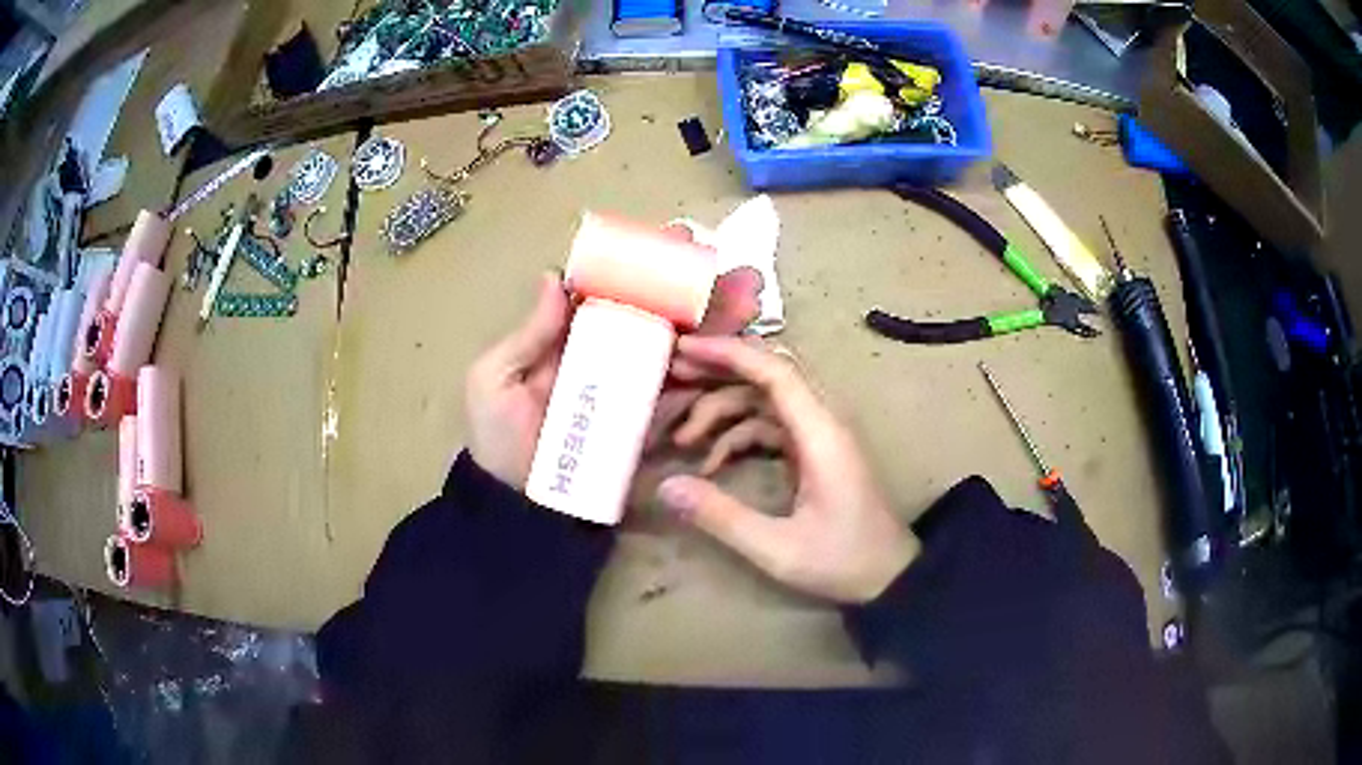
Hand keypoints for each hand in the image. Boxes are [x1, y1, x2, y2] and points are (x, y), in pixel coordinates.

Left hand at [465, 269, 762, 488]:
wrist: (522, 507)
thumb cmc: (499, 441)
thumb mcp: (494, 381)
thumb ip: (526, 334)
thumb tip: (554, 275)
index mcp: (568, 338)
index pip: (611, 290)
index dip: (645, 264)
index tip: (679, 240)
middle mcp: (606, 355)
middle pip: (656, 314)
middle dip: (696, 288)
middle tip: (736, 268)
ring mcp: (631, 389)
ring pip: (679, 346)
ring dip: (716, 322)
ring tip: (751, 301)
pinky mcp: (648, 423)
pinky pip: (684, 393)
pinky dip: (713, 371)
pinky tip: (741, 351)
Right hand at [655, 337, 919, 603]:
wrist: (889, 576)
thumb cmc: (842, 561)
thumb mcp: (777, 548)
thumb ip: (721, 516)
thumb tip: (667, 487)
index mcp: (821, 433)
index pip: (775, 371)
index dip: (729, 353)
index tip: (684, 348)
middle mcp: (822, 422)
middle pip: (767, 375)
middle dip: (718, 370)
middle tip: (672, 376)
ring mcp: (819, 435)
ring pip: (764, 401)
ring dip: (722, 411)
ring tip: (681, 439)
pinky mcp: (814, 452)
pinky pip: (770, 427)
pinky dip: (737, 436)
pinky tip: (711, 466)